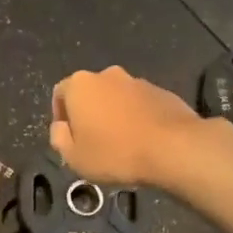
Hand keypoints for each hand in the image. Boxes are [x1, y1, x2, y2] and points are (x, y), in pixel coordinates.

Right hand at [50, 66, 201, 186]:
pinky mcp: (161, 92)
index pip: (60, 94)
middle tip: (94, 142)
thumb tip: (61, 127)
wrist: (173, 148)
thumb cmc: (115, 153)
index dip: (61, 116)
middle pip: (90, 93)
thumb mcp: (74, 157)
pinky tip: (143, 141)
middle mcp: (107, 75)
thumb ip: (59, 138)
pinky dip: (137, 117)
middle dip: (89, 114)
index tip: (70, 138)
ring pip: (117, 98)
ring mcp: (137, 81)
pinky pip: (140, 104)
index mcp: (80, 85)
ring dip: (114, 115)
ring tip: (122, 144)